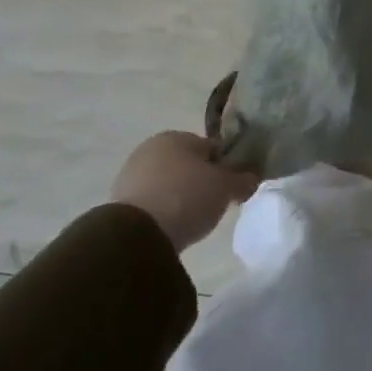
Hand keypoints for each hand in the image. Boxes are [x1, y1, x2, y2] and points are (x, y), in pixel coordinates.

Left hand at [111, 131, 258, 251]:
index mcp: (177, 136)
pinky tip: (173, 226)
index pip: (212, 148)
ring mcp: (131, 174)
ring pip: (169, 183)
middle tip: (215, 204)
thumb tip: (252, 177)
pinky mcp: (119, 201)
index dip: (227, 167)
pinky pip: (153, 201)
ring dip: (182, 196)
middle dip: (202, 181)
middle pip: (188, 164)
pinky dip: (164, 210)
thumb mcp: (226, 188)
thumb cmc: (187, 197)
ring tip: (194, 219)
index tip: (233, 188)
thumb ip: (243, 179)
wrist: (137, 234)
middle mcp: (151, 148)